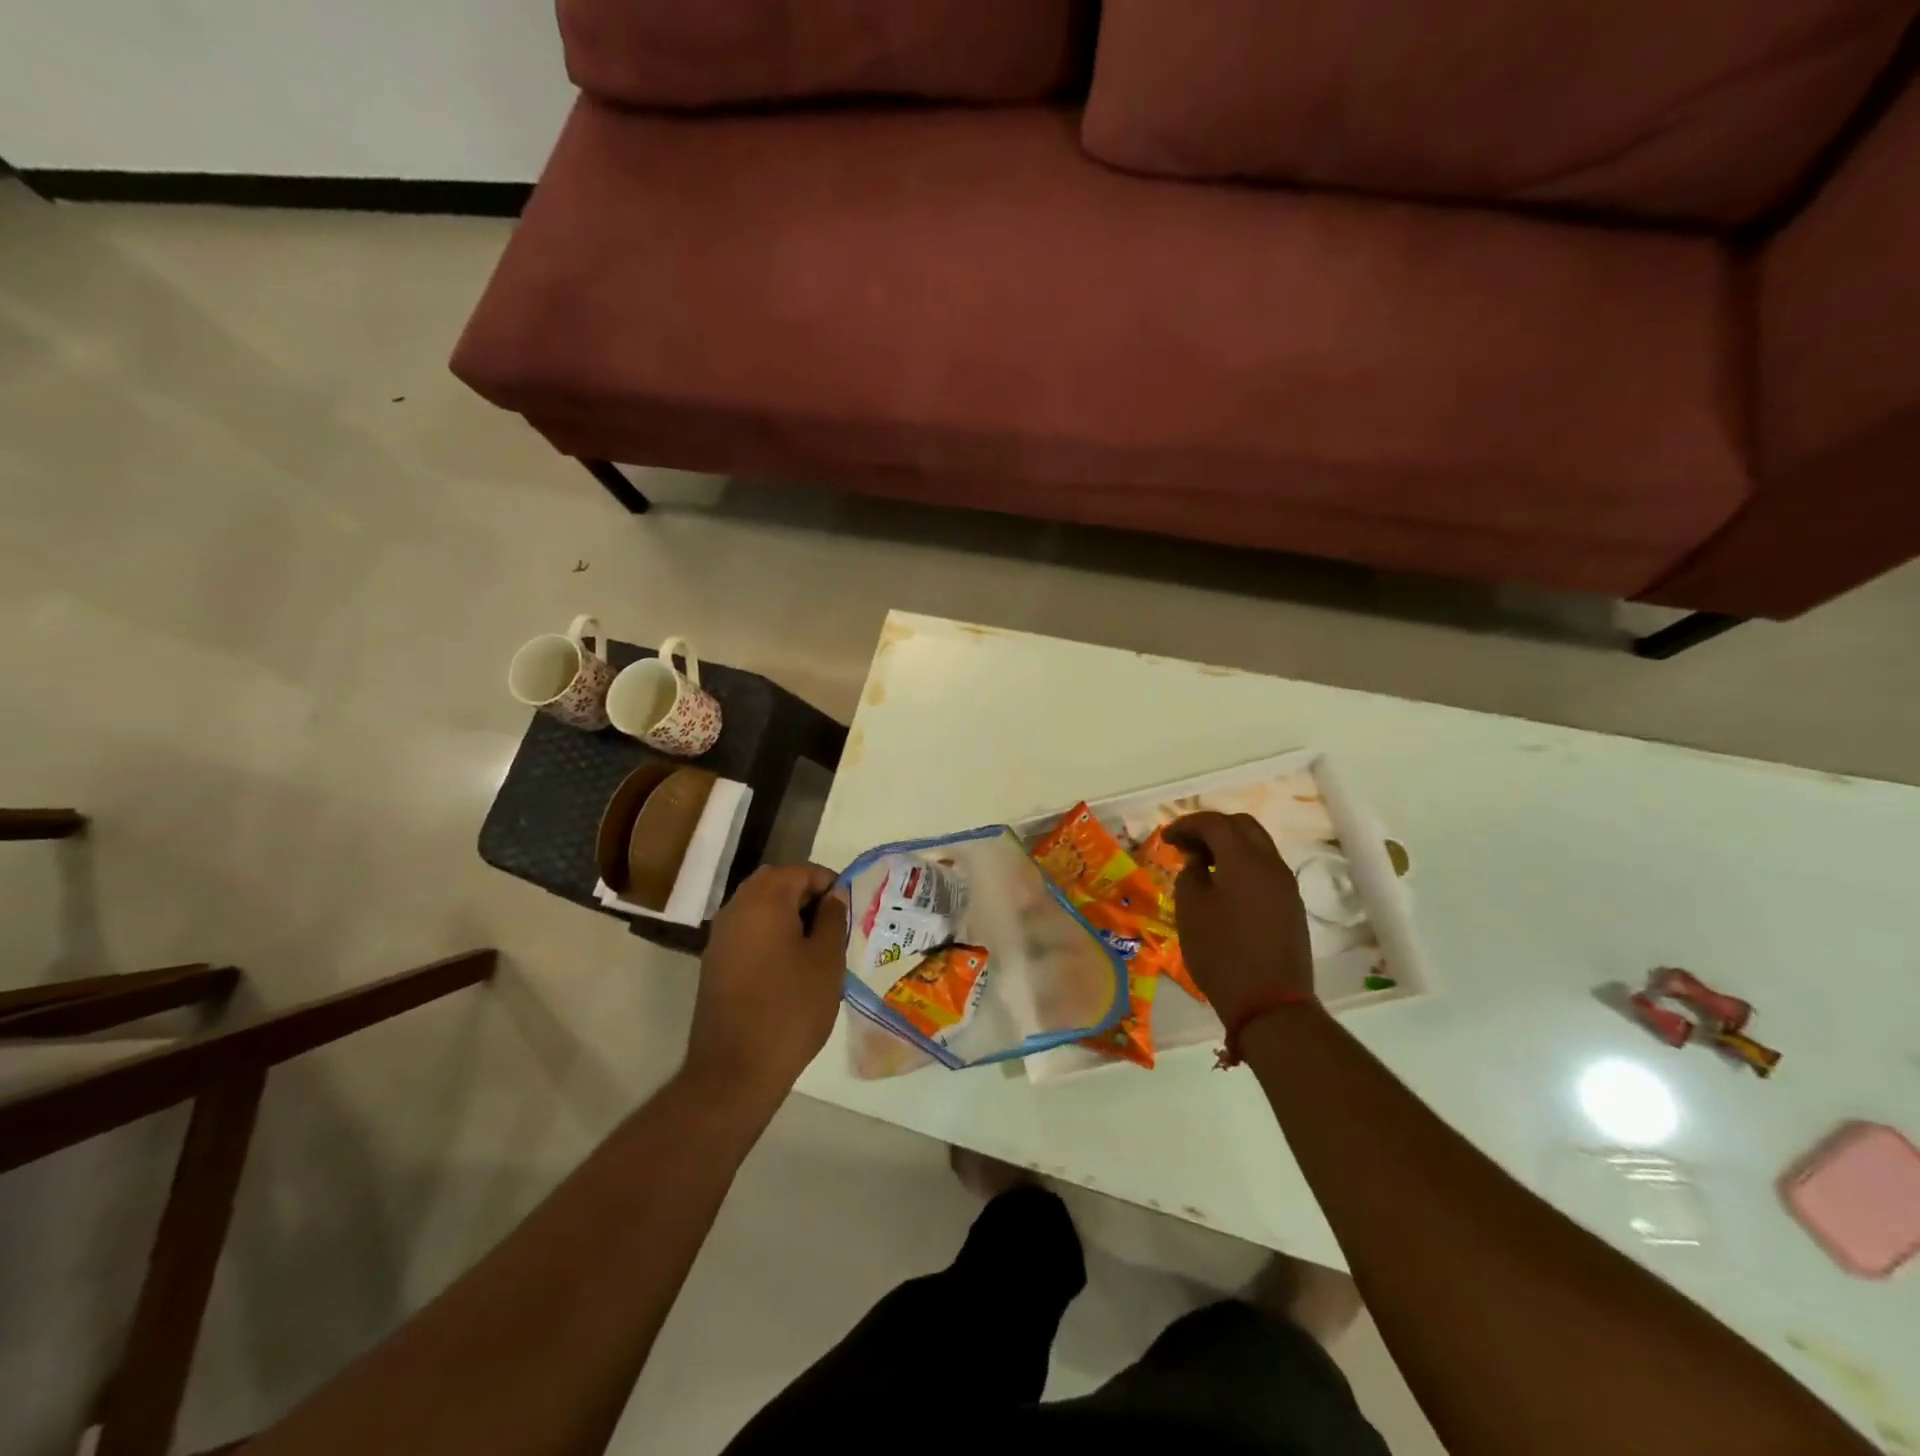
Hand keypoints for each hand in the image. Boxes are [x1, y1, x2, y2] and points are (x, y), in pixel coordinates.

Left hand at [682, 863, 849, 1107]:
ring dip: (788, 916)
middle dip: (806, 897)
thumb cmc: (791, 1007)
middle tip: (833, 926)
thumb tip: (832, 896)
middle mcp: (736, 908)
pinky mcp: (715, 962)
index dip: (829, 884)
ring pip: (760, 908)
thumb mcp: (827, 960)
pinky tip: (789, 967)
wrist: (735, 1069)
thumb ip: (833, 919)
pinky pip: (748, 932)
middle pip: (776, 884)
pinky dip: (770, 936)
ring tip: (815, 948)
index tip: (848, 910)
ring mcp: (720, 936)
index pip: (801, 871)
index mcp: (764, 899)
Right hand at [1164, 812, 1314, 1028]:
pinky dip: (1242, 865)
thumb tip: (1199, 865)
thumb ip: (1191, 876)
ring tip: (1202, 865)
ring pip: (1257, 846)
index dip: (1186, 824)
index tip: (1165, 838)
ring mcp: (1286, 885)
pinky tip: (1223, 886)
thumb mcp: (1190, 910)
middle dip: (1211, 828)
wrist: (1271, 1003)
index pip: (1214, 823)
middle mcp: (1271, 863)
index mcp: (1244, 859)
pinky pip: (1265, 869)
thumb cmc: (1221, 952)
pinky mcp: (1291, 905)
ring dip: (1228, 846)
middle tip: (1185, 846)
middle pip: (1242, 826)